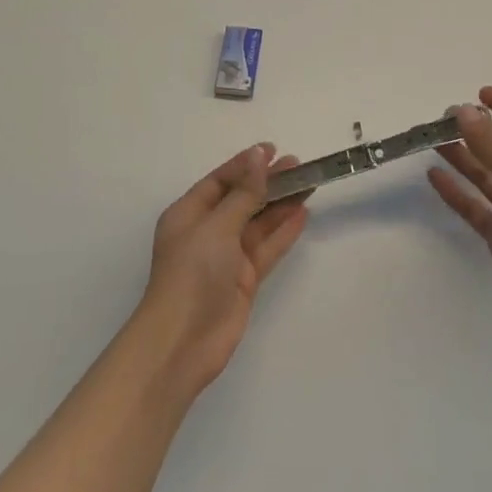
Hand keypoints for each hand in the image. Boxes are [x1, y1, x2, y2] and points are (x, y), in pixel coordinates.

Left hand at [139, 143, 308, 393]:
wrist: (183, 342)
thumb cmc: (192, 274)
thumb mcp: (217, 226)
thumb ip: (244, 193)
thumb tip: (258, 156)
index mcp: (188, 214)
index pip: (220, 181)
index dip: (245, 165)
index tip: (272, 150)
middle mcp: (207, 232)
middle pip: (242, 199)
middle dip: (267, 182)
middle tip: (298, 165)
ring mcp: (226, 257)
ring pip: (258, 223)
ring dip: (280, 204)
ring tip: (308, 184)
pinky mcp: (243, 279)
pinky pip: (266, 248)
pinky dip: (283, 231)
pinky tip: (302, 214)